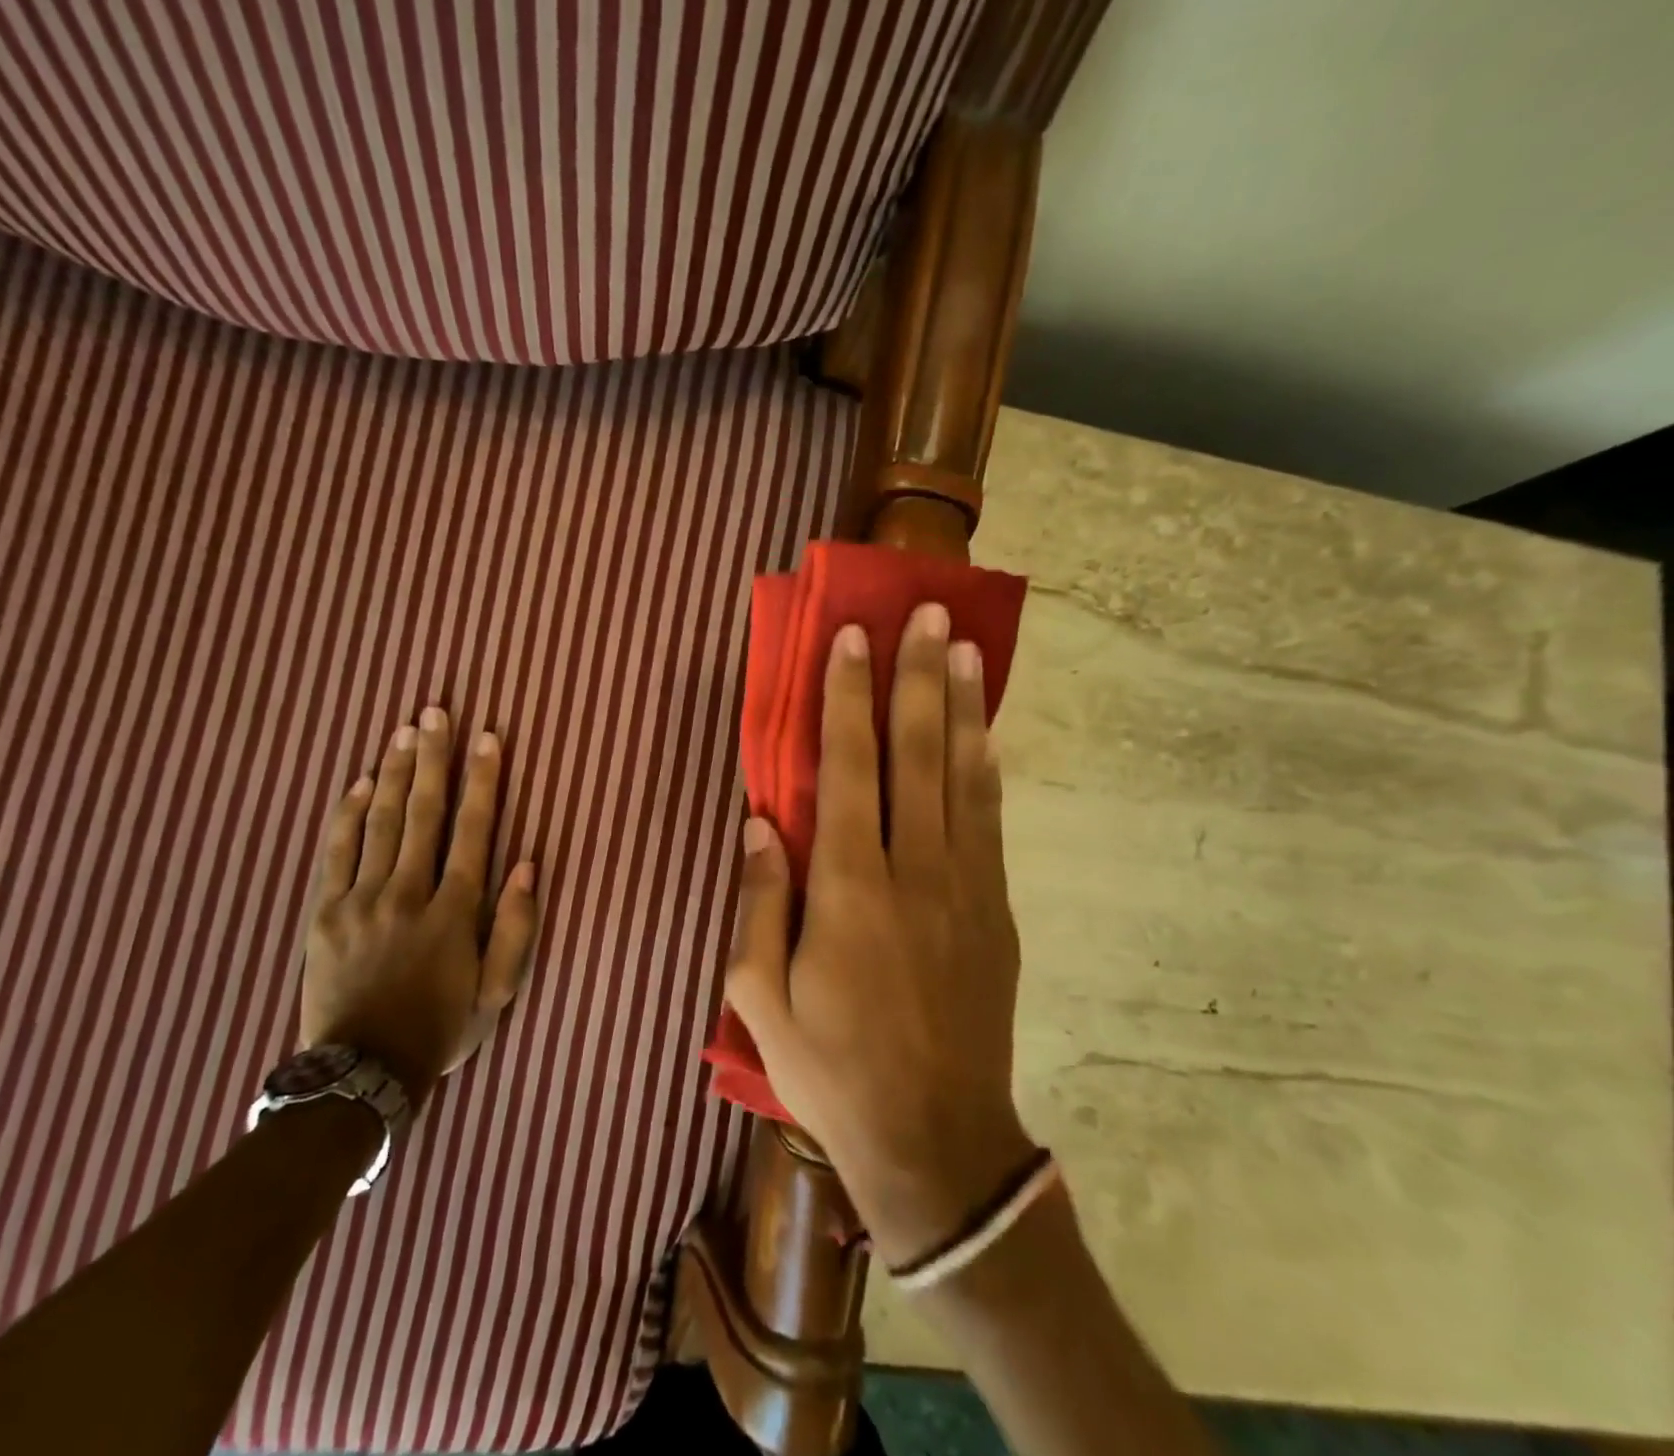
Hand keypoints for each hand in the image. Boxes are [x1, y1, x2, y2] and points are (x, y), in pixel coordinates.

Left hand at [300, 708, 538, 1103]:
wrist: (360, 1073)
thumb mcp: (498, 992)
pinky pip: (334, 853)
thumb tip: (525, 865)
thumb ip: (515, 928)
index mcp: (453, 911)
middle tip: (434, 712)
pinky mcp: (324, 913)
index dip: (483, 781)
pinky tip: (356, 783)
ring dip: (391, 773)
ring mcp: (360, 901)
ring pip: (378, 823)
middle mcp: (407, 893)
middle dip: (432, 758)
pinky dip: (345, 814)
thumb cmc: (440, 1029)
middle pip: (422, 813)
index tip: (487, 739)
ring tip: (402, 732)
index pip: (473, 831)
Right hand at [724, 605, 1034, 1267]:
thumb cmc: (832, 1069)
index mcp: (848, 889)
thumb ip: (759, 903)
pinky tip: (986, 731)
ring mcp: (965, 887)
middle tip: (927, 615)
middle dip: (918, 677)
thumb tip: (760, 823)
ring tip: (966, 648)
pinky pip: (990, 820)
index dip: (849, 699)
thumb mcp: (761, 998)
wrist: (936, 1140)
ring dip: (962, 706)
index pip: (848, 769)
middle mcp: (913, 871)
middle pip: (916, 754)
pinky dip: (986, 766)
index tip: (855, 641)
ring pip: (964, 776)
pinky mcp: (996, 910)